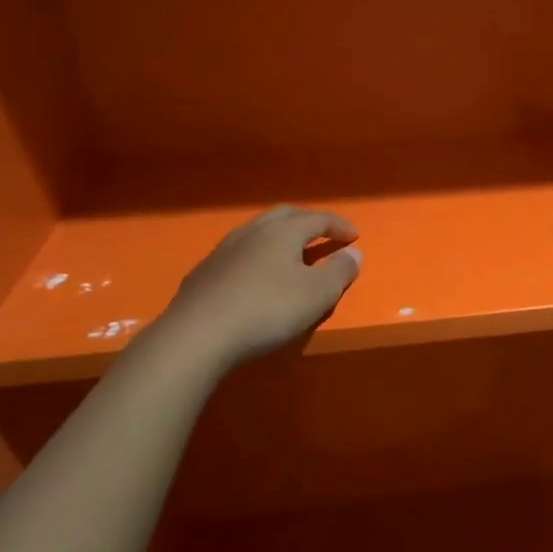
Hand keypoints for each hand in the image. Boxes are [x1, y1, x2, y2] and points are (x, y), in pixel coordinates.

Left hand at [153, 207, 362, 372]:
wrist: (198, 335)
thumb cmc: (268, 309)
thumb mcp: (318, 294)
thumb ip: (340, 271)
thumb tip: (354, 253)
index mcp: (283, 231)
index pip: (318, 218)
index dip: (339, 225)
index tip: (354, 236)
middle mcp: (253, 231)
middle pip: (285, 216)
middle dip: (308, 222)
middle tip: (324, 235)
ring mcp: (224, 250)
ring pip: (258, 232)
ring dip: (280, 238)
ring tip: (291, 255)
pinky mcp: (204, 272)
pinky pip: (239, 254)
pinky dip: (257, 257)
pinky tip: (256, 277)